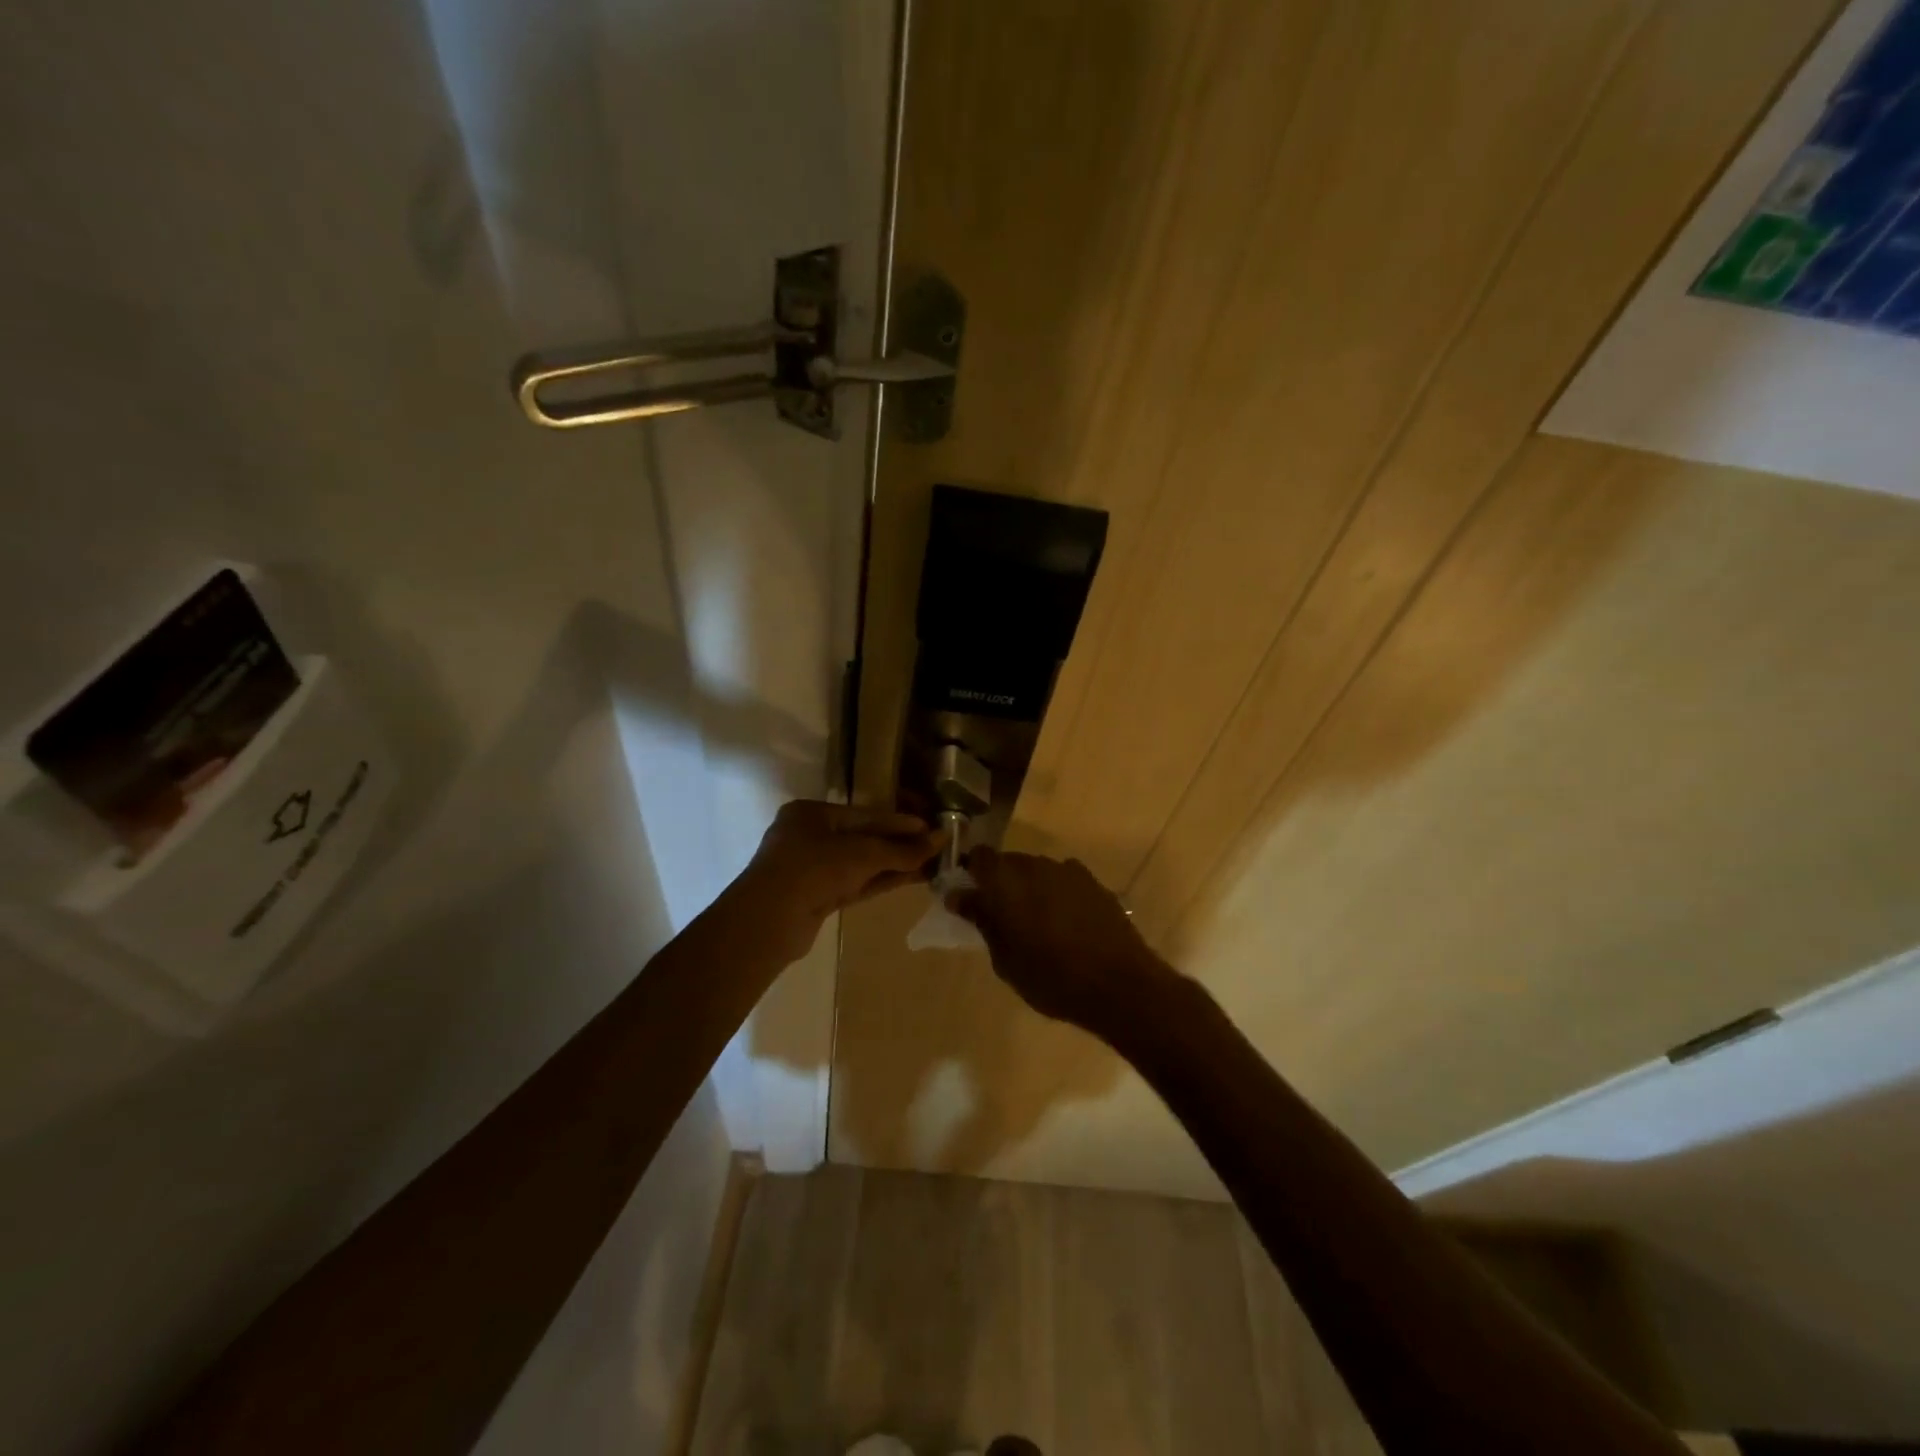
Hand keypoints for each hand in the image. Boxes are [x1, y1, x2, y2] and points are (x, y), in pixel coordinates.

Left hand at [733, 800, 942, 961]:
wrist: (769, 922)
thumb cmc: (813, 869)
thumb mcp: (862, 854)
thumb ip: (901, 849)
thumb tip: (939, 839)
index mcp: (811, 813)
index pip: (865, 815)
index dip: (900, 822)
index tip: (931, 827)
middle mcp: (809, 836)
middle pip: (864, 838)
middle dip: (899, 845)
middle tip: (935, 848)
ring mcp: (811, 869)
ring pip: (861, 864)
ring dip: (894, 865)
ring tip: (931, 865)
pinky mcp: (817, 897)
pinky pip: (855, 883)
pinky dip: (881, 880)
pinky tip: (910, 879)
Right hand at [948, 846, 1180, 1044]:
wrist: (1119, 984)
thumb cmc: (1051, 978)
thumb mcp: (1005, 959)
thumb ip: (982, 921)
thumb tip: (959, 896)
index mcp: (1006, 881)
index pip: (978, 857)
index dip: (971, 873)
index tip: (969, 896)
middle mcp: (1035, 866)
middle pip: (1008, 863)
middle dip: (1000, 883)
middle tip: (1000, 916)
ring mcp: (1067, 871)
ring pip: (1037, 871)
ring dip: (1029, 888)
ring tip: (1035, 922)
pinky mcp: (1093, 882)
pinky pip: (1063, 880)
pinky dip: (1056, 893)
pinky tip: (1064, 921)